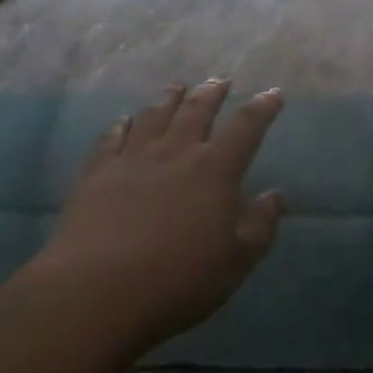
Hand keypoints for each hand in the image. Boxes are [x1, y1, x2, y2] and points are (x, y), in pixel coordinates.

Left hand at [31, 80, 284, 355]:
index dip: (262, 108)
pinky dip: (122, 124)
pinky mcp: (97, 173)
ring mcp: (133, 159)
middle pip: (197, 110)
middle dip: (212, 93)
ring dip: (169, 99)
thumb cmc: (178, 280)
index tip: (272, 94)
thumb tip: (276, 195)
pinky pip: (111, 137)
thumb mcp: (237, 261)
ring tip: (177, 88)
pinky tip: (124, 120)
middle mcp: (175, 152)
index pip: (246, 127)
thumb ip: (261, 225)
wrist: (96, 291)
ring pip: (154, 115)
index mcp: (215, 170)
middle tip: (220, 81)